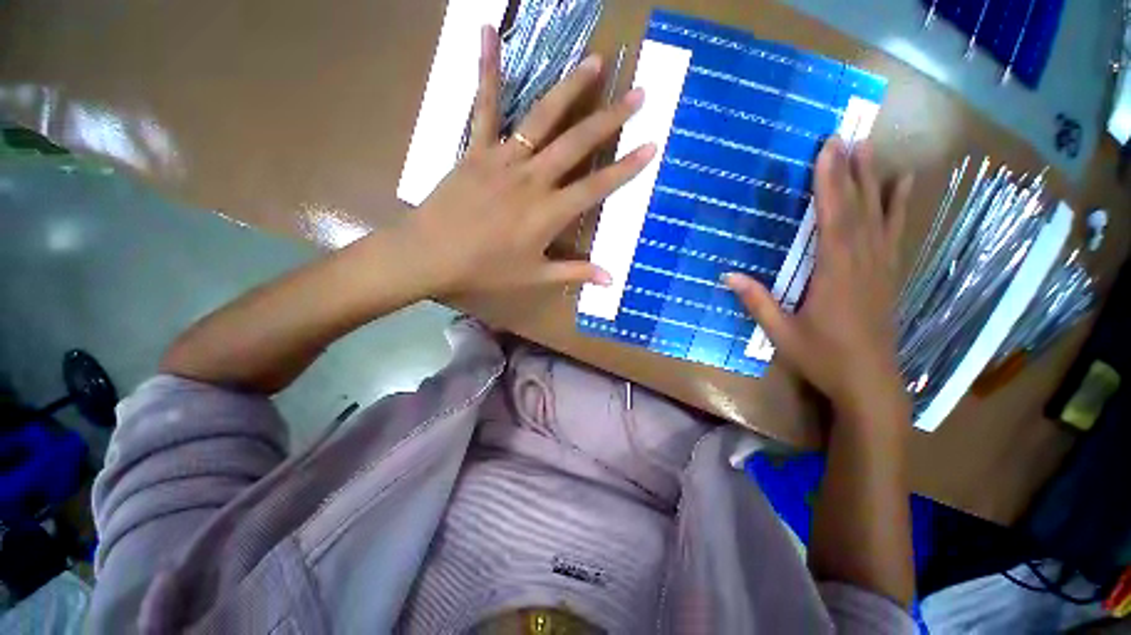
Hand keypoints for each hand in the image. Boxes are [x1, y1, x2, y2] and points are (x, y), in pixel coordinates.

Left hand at [404, 26, 654, 296]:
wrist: (432, 255)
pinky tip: (488, 32)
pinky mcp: (477, 149)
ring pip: (542, 118)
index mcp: (549, 212)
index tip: (651, 145)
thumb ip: (574, 273)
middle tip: (638, 93)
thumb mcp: (534, 276)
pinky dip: (488, 69)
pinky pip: (485, 106)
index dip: (625, 168)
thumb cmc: (486, 270)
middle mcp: (533, 179)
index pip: (596, 186)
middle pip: (577, 143)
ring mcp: (504, 159)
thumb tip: (610, 279)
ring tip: (594, 62)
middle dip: (610, 119)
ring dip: (570, 88)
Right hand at [725, 138, 912, 419]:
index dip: (829, 183)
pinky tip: (901, 187)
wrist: (870, 384)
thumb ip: (757, 302)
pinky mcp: (889, 275)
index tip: (828, 150)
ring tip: (872, 149)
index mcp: (834, 275)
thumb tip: (727, 275)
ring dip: (874, 180)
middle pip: (858, 210)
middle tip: (847, 136)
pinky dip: (898, 206)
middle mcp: (862, 263)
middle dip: (851, 171)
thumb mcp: (781, 334)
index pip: (832, 219)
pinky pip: (895, 233)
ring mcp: (881, 268)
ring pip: (880, 216)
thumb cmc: (823, 358)